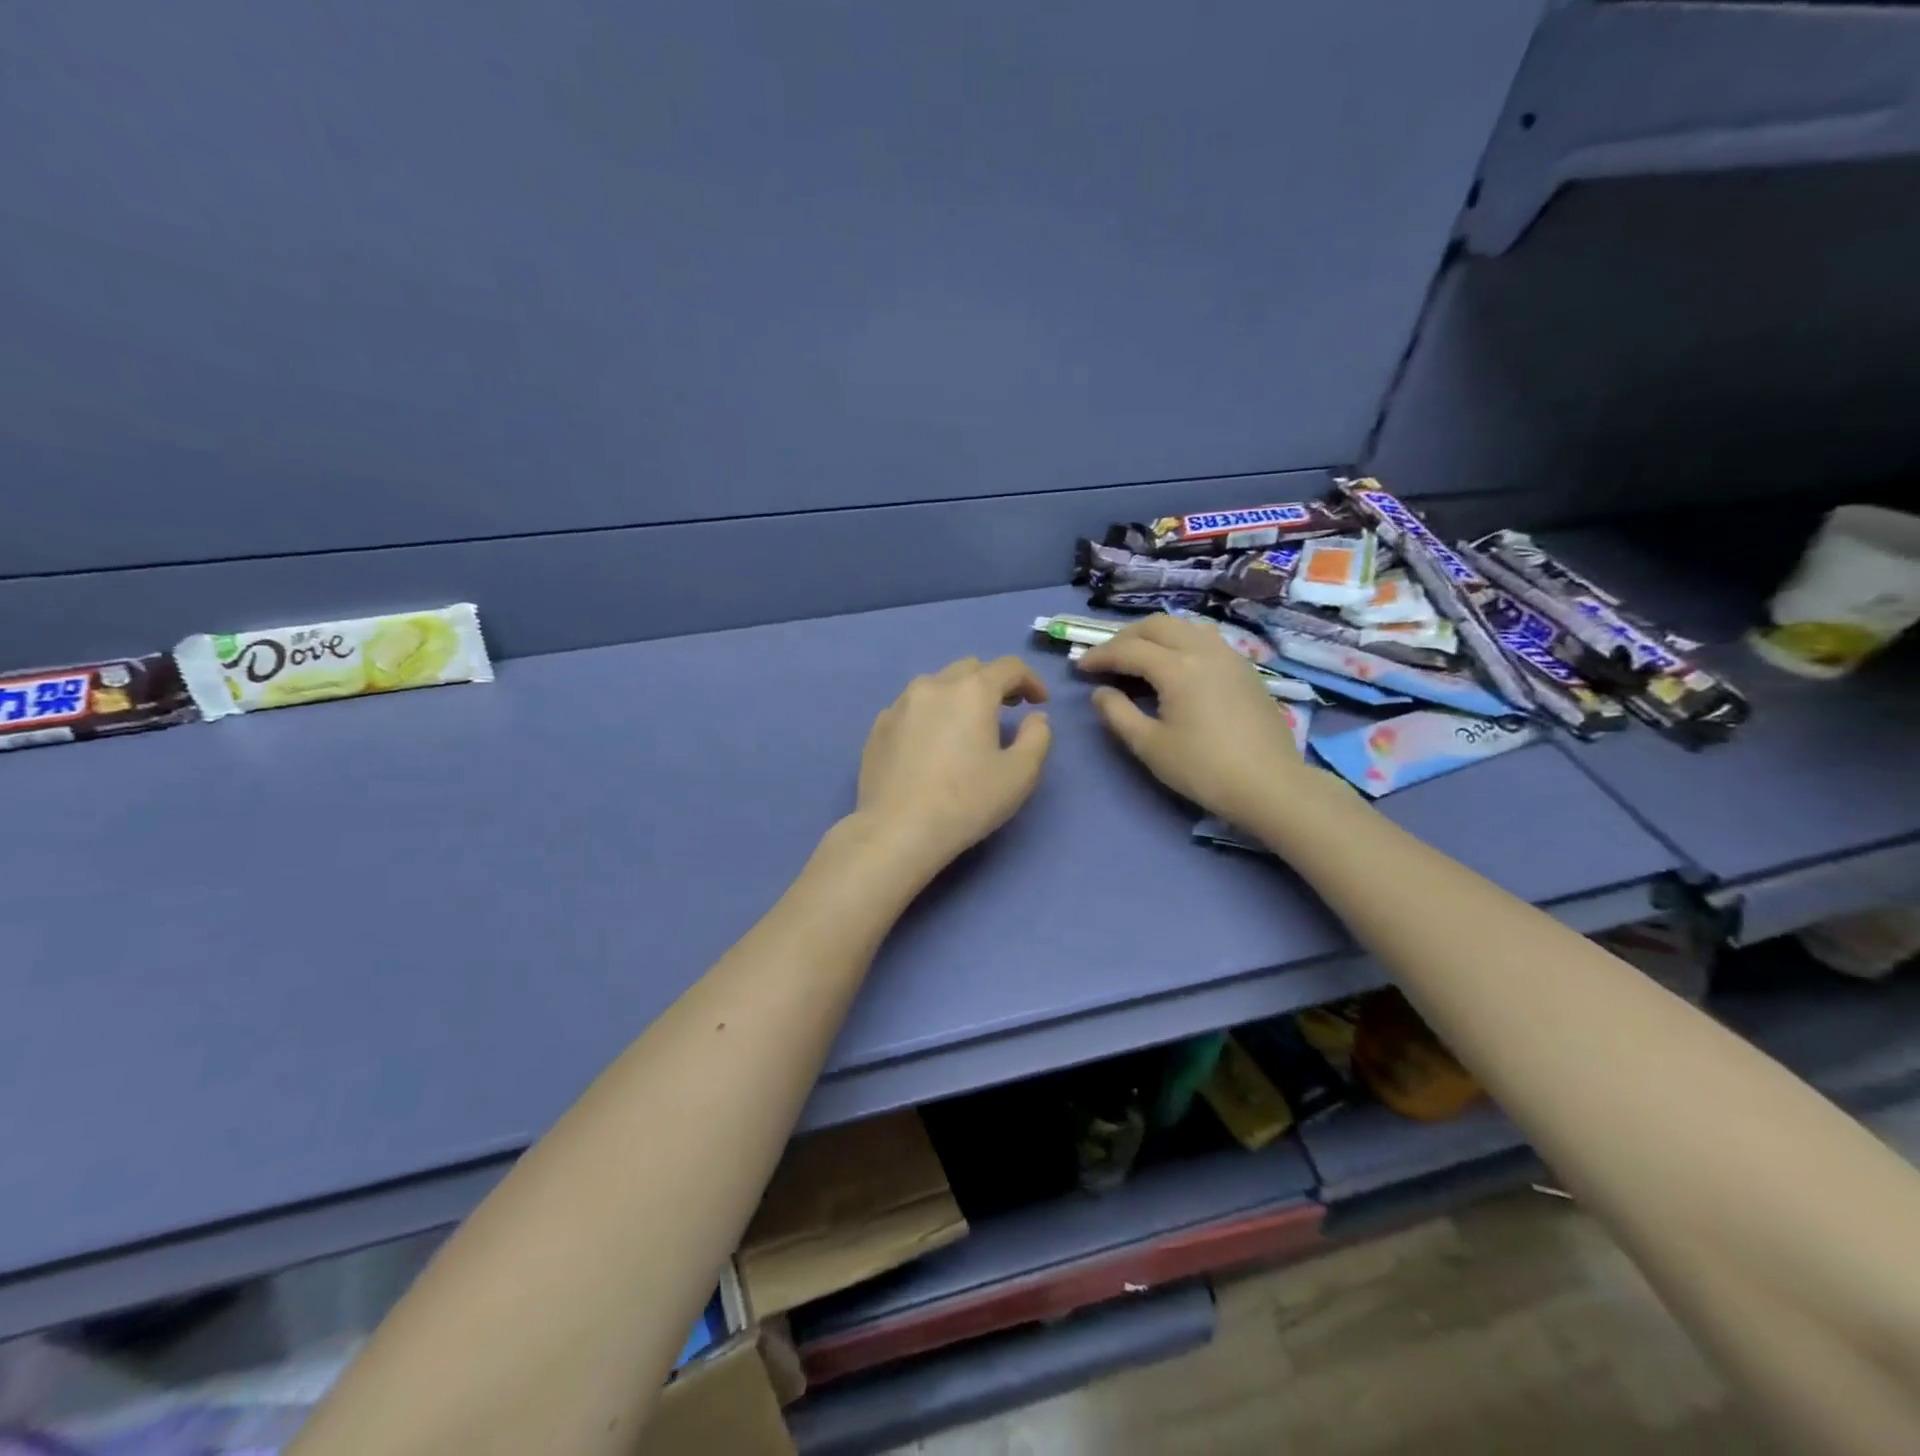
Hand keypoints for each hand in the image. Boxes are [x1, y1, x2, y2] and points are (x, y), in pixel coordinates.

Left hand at [854, 655, 1051, 877]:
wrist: (897, 831)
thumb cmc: (966, 802)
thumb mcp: (1020, 774)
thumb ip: (1038, 737)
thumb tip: (1035, 717)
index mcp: (971, 691)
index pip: (1009, 667)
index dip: (1031, 680)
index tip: (1039, 702)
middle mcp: (933, 686)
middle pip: (970, 669)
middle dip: (993, 683)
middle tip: (1007, 710)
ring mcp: (899, 704)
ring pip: (936, 685)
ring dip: (958, 696)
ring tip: (966, 726)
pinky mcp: (878, 727)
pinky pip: (911, 708)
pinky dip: (930, 714)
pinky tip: (931, 744)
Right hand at [1076, 614, 1324, 823]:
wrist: (1270, 785)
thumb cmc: (1204, 769)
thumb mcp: (1150, 746)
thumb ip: (1118, 714)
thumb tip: (1101, 692)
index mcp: (1177, 667)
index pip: (1128, 650)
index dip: (1099, 656)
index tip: (1079, 667)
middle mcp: (1203, 650)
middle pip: (1157, 625)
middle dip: (1125, 637)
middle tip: (1106, 658)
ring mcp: (1229, 656)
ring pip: (1185, 626)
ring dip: (1155, 634)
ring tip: (1139, 656)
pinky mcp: (1245, 669)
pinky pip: (1205, 639)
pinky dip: (1180, 642)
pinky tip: (1175, 665)